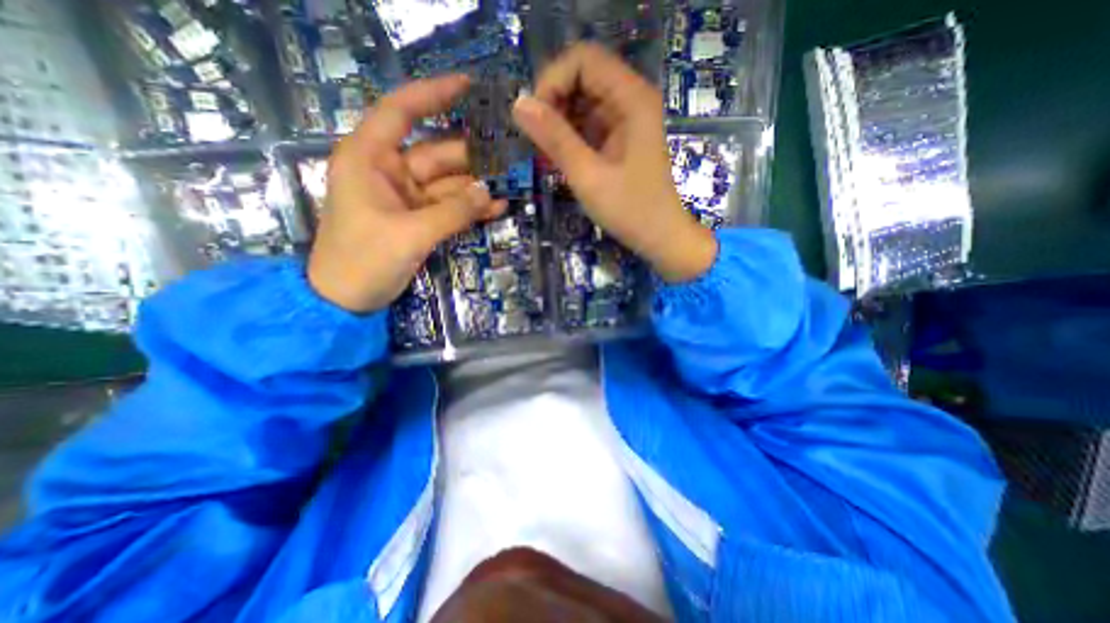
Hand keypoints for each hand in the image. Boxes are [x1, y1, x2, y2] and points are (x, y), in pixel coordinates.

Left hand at [306, 75, 505, 314]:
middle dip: (473, 156)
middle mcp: (389, 171)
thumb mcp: (411, 234)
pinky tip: (496, 209)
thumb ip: (452, 212)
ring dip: (477, 187)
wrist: (347, 299)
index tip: (468, 86)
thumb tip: (488, 192)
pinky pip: (449, 207)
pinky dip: (470, 209)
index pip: (401, 112)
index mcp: (370, 159)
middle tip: (510, 155)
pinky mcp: (419, 219)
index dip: (433, 95)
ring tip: (510, 184)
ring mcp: (407, 197)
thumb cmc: (364, 260)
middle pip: (437, 154)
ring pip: (448, 184)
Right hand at [509, 39, 714, 279]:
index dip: (553, 81)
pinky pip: (589, 124)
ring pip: (583, 101)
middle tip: (539, 141)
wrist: (660, 237)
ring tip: (548, 154)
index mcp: (631, 99)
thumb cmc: (629, 210)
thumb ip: (555, 139)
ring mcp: (627, 120)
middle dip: (554, 103)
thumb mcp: (588, 176)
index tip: (536, 119)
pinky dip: (571, 136)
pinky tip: (562, 158)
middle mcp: (631, 100)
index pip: (583, 60)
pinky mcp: (621, 138)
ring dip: (560, 122)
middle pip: (582, 77)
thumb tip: (519, 104)